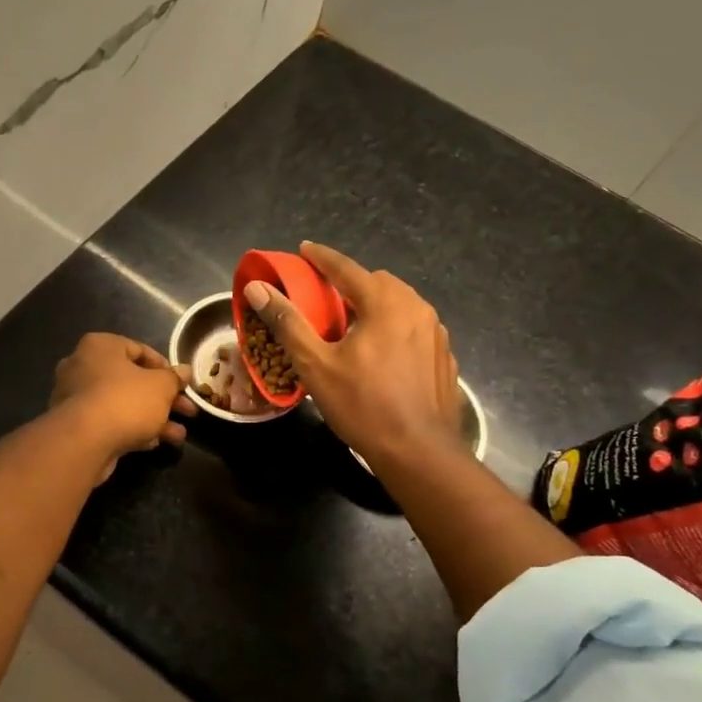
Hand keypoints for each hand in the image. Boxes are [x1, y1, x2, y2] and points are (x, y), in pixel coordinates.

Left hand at [50, 334, 195, 481]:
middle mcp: (83, 367)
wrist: (84, 442)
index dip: (166, 367)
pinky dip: (132, 429)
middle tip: (187, 410)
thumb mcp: (161, 386)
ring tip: (179, 435)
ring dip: (153, 418)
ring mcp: (76, 398)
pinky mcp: (75, 426)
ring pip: (123, 404)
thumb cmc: (125, 400)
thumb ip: (174, 378)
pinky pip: (110, 422)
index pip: (139, 350)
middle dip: (163, 398)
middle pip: (132, 380)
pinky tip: (154, 443)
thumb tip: (185, 371)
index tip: (183, 383)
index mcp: (100, 346)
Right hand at [244, 242, 462, 469]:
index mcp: (385, 302)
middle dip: (351, 283)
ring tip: (354, 325)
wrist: (418, 451)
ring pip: (401, 304)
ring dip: (375, 305)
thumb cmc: (363, 405)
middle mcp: (416, 308)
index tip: (304, 249)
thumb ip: (287, 322)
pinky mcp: (444, 356)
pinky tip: (383, 354)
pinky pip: (415, 328)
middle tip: (326, 298)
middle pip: (378, 282)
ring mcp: (436, 332)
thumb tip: (257, 289)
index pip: (346, 268)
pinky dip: (395, 329)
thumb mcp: (316, 364)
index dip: (321, 257)